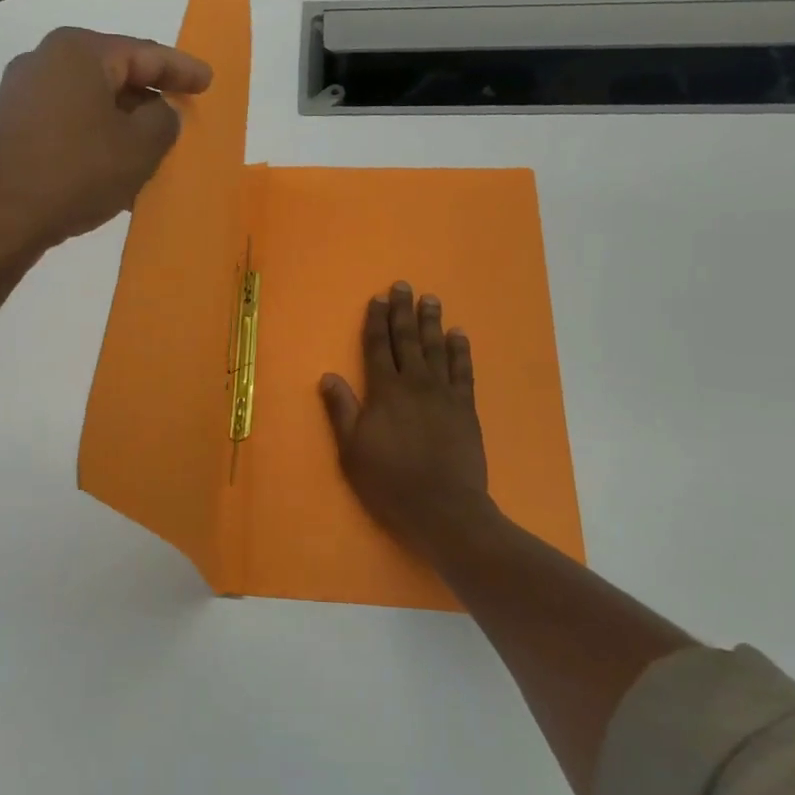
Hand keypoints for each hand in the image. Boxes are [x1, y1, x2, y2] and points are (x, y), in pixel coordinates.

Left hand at [0, 27, 212, 263]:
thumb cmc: (76, 172)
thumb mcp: (139, 148)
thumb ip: (163, 121)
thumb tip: (158, 112)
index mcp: (79, 52)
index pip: (144, 53)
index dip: (181, 69)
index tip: (207, 81)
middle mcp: (43, 61)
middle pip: (113, 75)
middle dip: (148, 99)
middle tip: (177, 117)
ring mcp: (19, 94)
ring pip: (88, 104)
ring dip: (120, 126)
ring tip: (147, 153)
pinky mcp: (7, 127)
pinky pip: (65, 125)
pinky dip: (92, 140)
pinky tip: (109, 170)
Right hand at [320, 282, 491, 548]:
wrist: (443, 509)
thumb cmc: (390, 482)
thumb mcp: (352, 450)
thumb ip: (342, 410)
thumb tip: (328, 375)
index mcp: (384, 392)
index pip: (377, 348)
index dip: (376, 322)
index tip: (377, 298)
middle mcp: (414, 384)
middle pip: (407, 340)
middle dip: (403, 311)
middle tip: (403, 285)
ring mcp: (444, 394)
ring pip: (436, 348)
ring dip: (432, 322)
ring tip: (431, 299)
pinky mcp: (466, 408)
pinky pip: (463, 371)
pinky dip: (460, 350)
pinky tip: (459, 334)